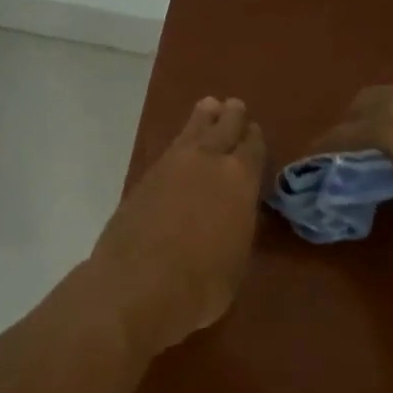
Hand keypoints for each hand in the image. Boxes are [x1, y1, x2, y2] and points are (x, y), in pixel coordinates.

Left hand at [90, 97, 266, 355]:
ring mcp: (171, 167)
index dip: (254, 139)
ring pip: (191, 132)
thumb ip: (237, 227)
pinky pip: (169, 150)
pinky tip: (180, 146)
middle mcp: (208, 163)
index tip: (254, 130)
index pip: (252, 148)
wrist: (138, 285)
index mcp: (240, 180)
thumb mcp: (236, 260)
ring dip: (202, 119)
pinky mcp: (142, 179)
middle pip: (222, 129)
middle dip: (230, 118)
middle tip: (233, 106)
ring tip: (208, 107)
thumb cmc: (202, 284)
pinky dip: (179, 143)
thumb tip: (233, 217)